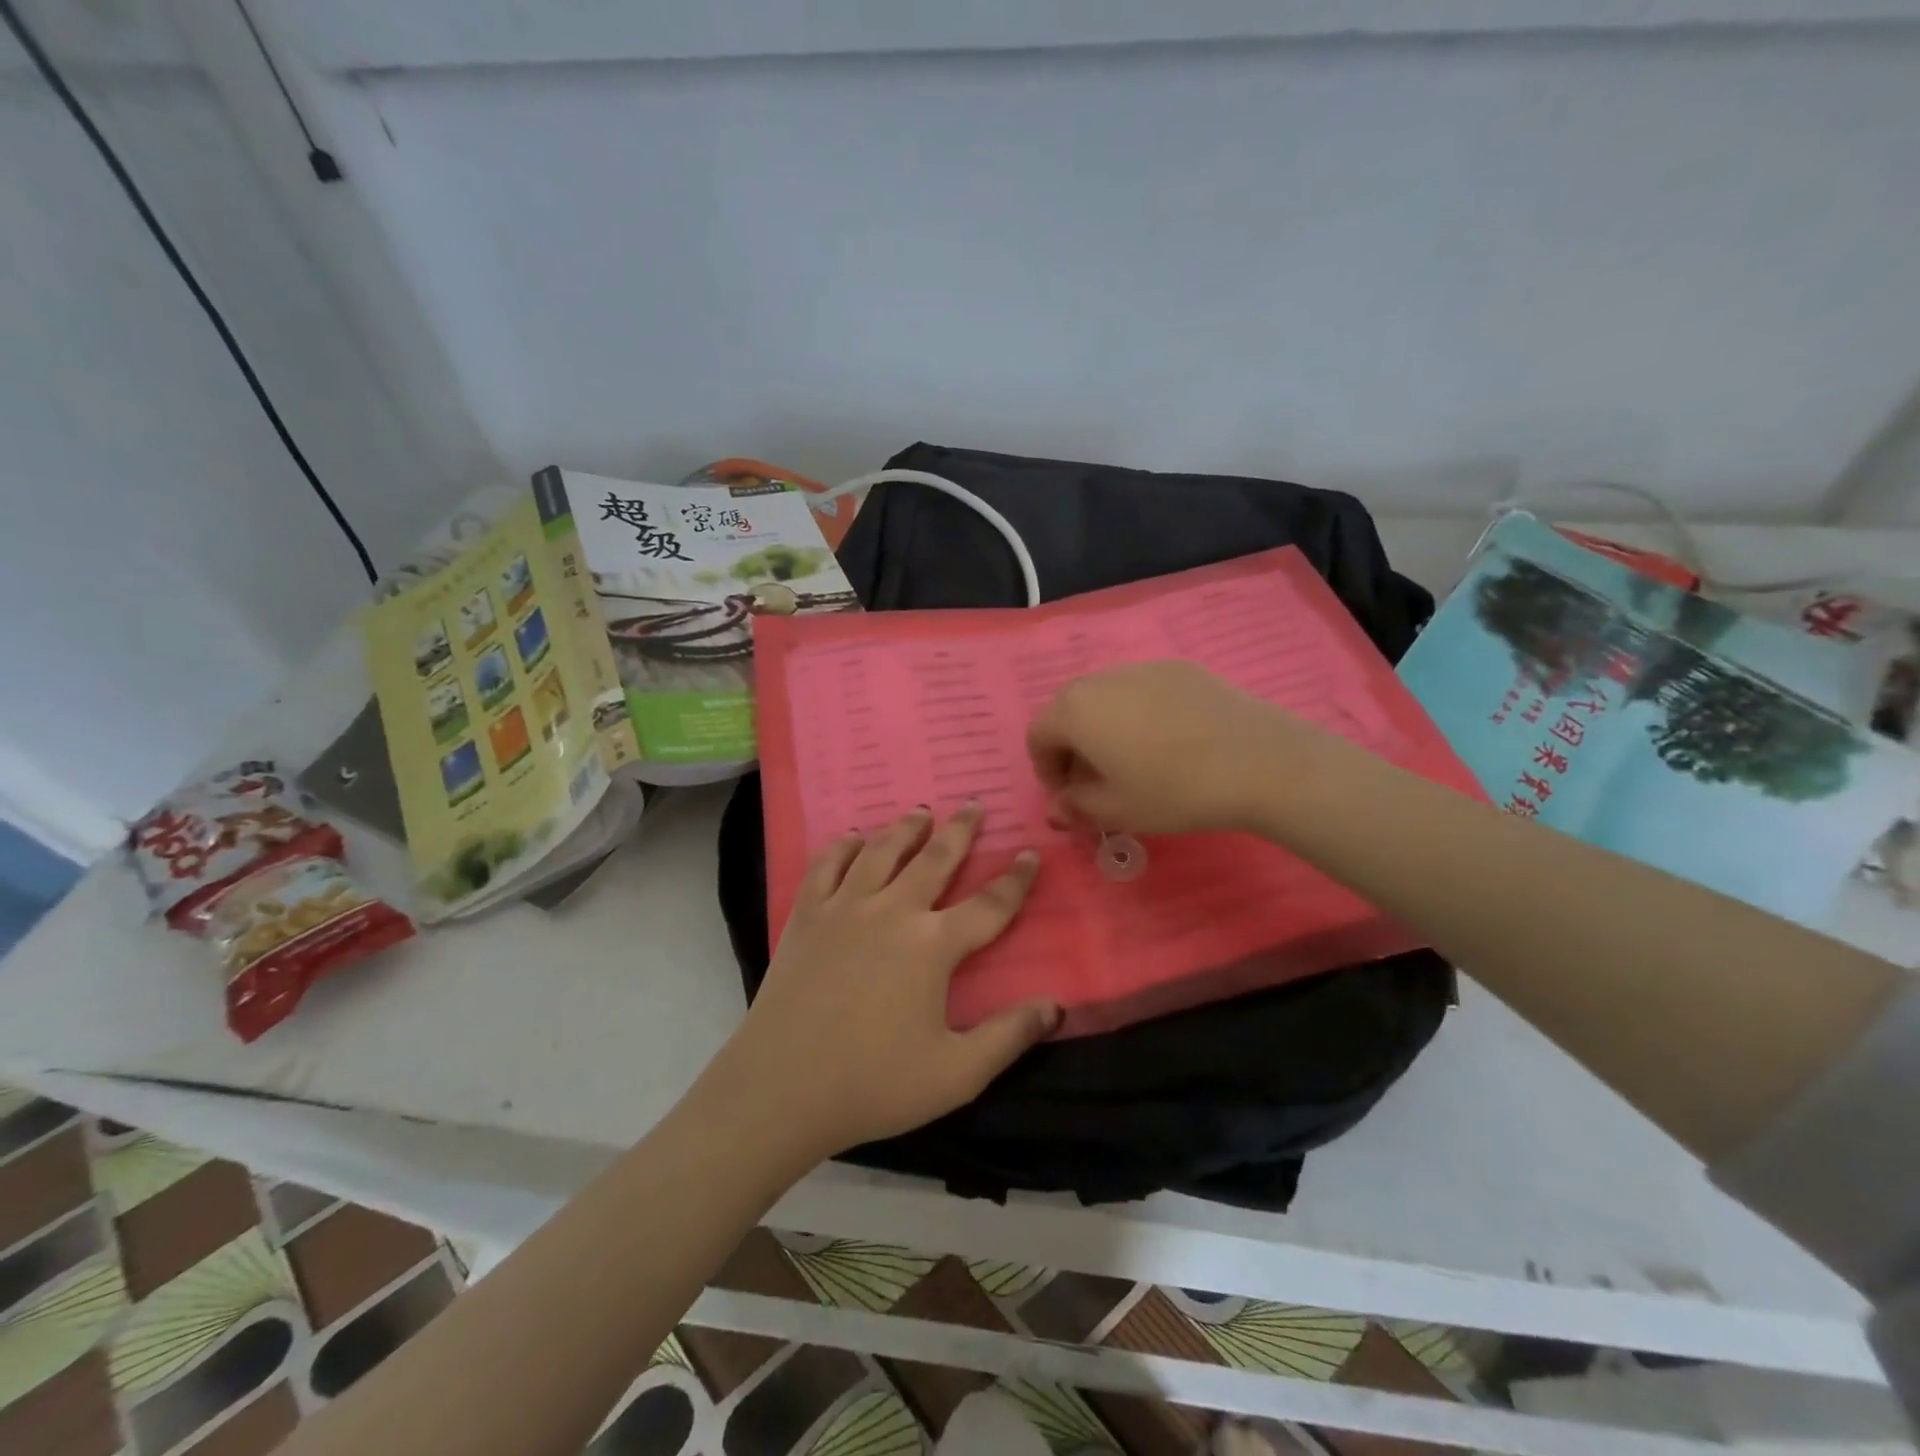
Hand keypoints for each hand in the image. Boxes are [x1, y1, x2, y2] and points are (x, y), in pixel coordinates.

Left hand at [717, 804, 1058, 1159]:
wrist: (781, 1087)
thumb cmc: (873, 1083)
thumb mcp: (956, 1074)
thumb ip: (1009, 1037)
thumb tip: (1055, 1005)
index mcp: (933, 946)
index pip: (989, 905)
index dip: (1015, 879)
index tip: (1029, 853)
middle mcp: (892, 911)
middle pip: (935, 859)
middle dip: (960, 831)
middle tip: (973, 804)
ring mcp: (845, 908)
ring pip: (882, 851)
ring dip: (905, 828)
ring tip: (920, 812)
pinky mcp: (807, 915)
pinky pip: (827, 865)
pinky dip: (843, 846)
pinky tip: (853, 837)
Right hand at [1026, 662, 1295, 833]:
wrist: (1260, 761)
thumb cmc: (1175, 790)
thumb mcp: (1116, 810)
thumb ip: (1076, 806)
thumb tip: (1058, 806)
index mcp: (1074, 710)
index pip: (1037, 736)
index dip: (1046, 771)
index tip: (1070, 798)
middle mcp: (1100, 678)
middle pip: (1068, 710)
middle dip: (1072, 747)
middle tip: (1097, 782)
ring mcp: (1142, 667)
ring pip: (1105, 698)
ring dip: (1104, 728)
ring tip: (1133, 761)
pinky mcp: (1180, 668)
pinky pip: (1141, 690)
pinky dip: (1138, 714)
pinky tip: (1169, 742)